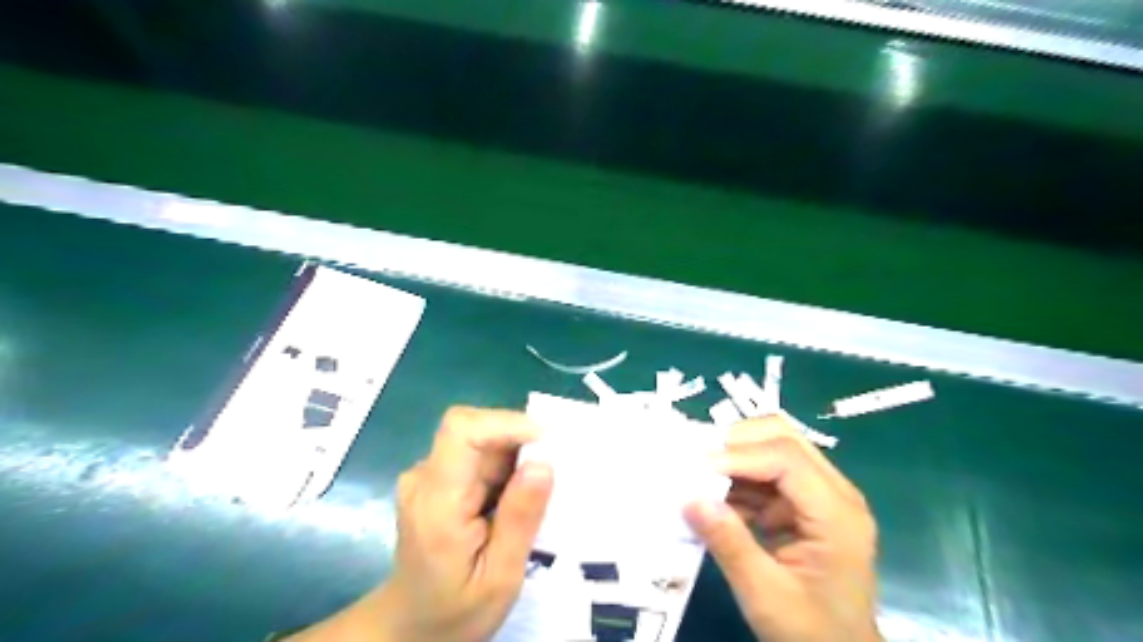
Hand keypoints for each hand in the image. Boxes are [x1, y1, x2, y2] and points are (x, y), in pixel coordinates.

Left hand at [289, 409, 551, 639]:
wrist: (410, 626)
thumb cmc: (456, 611)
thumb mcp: (500, 578)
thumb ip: (520, 519)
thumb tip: (543, 463)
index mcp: (437, 502)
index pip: (462, 430)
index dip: (505, 422)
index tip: (547, 441)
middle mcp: (424, 477)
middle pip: (474, 430)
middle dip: (518, 442)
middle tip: (552, 475)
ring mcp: (426, 475)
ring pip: (479, 439)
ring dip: (513, 455)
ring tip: (535, 495)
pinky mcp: (435, 477)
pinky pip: (476, 454)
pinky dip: (503, 466)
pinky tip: (513, 499)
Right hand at [682, 415, 876, 641]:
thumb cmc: (810, 632)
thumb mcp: (765, 595)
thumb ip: (729, 543)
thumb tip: (690, 498)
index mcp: (837, 514)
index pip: (786, 458)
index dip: (738, 455)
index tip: (695, 468)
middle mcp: (835, 493)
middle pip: (783, 438)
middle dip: (736, 441)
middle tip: (697, 459)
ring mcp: (821, 496)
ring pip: (773, 448)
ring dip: (734, 458)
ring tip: (698, 475)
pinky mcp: (805, 504)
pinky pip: (767, 473)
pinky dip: (738, 479)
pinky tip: (716, 499)